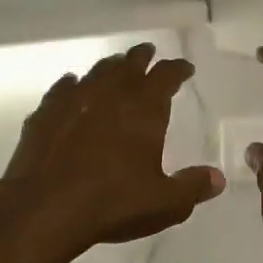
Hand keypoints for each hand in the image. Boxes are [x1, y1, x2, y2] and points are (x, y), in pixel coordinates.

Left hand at [0, 43, 223, 262]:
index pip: (166, 76)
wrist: (45, 209)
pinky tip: (72, 85)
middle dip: (142, 58)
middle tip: (148, 53)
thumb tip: (218, 178)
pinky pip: (62, 89)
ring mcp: (73, 101)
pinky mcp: (44, 115)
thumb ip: (193, 187)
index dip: (177, 69)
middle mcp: (110, 95)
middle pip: (129, 65)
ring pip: (96, 72)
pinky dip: (72, 84)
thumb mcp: (165, 203)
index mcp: (144, 109)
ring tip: (116, 66)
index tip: (185, 68)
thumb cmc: (113, 203)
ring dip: (110, 67)